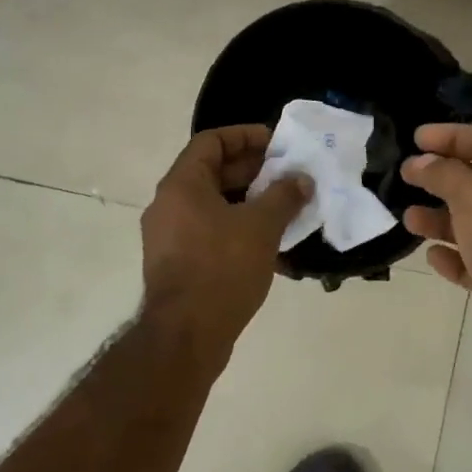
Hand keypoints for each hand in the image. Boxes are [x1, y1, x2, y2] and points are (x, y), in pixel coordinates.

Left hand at [140, 126, 309, 368]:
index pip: (211, 141)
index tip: (277, 144)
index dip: (245, 136)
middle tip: (289, 176)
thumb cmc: (222, 268)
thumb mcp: (261, 226)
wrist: (186, 335)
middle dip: (253, 171)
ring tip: (285, 207)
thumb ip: (284, 196)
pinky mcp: (177, 263)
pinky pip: (210, 232)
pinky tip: (268, 242)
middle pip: (212, 172)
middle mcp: (169, 204)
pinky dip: (237, 228)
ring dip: (249, 201)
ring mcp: (170, 236)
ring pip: (213, 205)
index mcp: (182, 185)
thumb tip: (301, 179)